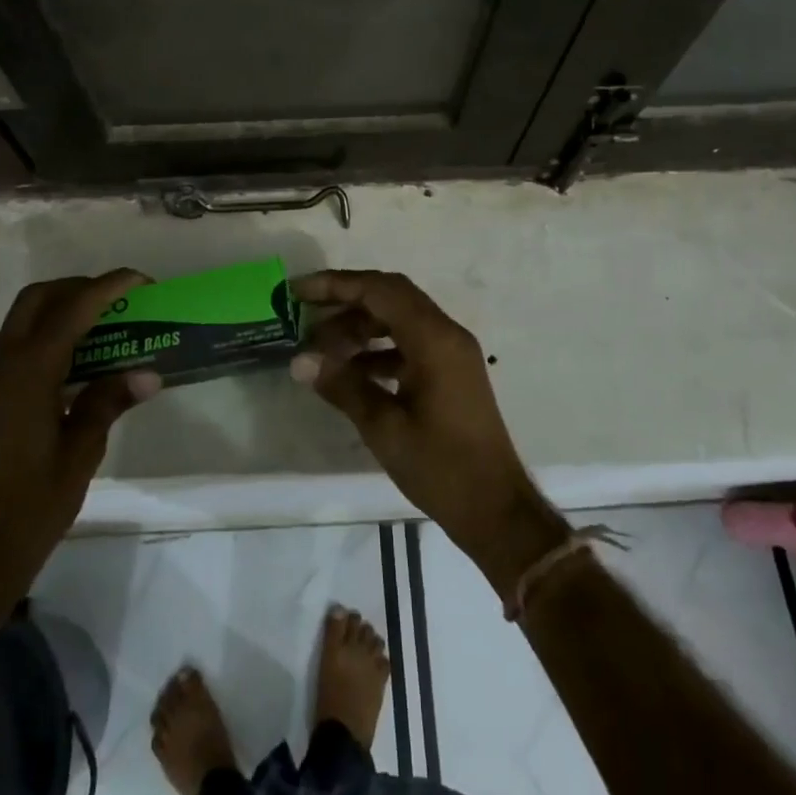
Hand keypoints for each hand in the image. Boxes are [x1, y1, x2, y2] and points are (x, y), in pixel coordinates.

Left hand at [0, 270, 159, 626]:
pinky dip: (49, 336)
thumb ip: (108, 402)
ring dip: (63, 310)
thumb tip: (148, 373)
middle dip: (80, 288)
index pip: (72, 309)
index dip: (109, 287)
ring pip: (24, 320)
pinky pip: (18, 346)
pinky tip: (78, 363)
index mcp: (27, 374)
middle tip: (120, 301)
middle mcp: (1, 366)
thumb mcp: (81, 453)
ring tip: (106, 327)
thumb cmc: (31, 506)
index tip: (143, 281)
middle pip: (38, 299)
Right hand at [291, 270, 568, 596]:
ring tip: (320, 349)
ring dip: (360, 327)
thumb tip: (300, 360)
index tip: (299, 292)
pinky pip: (410, 344)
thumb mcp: (384, 427)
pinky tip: (349, 371)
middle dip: (346, 300)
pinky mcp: (451, 373)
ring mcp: (451, 353)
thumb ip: (343, 386)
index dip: (337, 285)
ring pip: (399, 320)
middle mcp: (446, 334)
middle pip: (391, 297)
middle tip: (305, 314)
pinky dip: (378, 349)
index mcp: (435, 339)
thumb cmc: (441, 467)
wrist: (496, 509)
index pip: (381, 290)